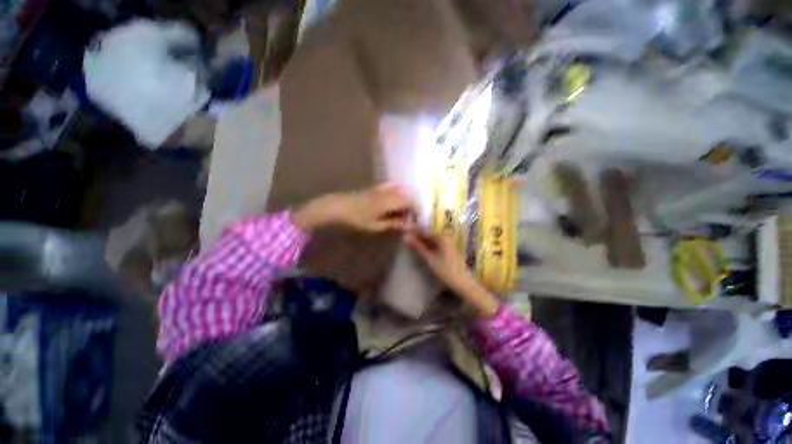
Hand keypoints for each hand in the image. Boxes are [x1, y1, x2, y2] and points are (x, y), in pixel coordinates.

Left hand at [292, 183, 414, 232]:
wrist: (338, 206)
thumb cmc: (356, 219)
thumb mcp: (375, 225)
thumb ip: (393, 224)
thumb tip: (408, 225)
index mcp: (388, 202)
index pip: (409, 201)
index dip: (416, 209)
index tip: (416, 219)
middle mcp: (387, 192)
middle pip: (406, 195)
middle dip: (411, 205)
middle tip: (409, 218)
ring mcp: (381, 188)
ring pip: (399, 191)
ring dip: (404, 200)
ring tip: (402, 212)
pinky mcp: (375, 188)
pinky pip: (390, 187)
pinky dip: (396, 192)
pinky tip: (394, 201)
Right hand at [403, 230, 499, 317]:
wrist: (463, 282)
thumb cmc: (446, 271)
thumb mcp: (429, 259)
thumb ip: (417, 247)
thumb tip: (405, 237)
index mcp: (441, 236)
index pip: (423, 230)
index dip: (411, 230)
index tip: (401, 231)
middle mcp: (445, 236)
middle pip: (427, 233)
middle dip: (415, 235)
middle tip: (403, 237)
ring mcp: (447, 242)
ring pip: (430, 238)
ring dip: (420, 240)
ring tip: (408, 241)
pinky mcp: (447, 248)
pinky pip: (434, 242)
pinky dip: (426, 244)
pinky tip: (419, 247)